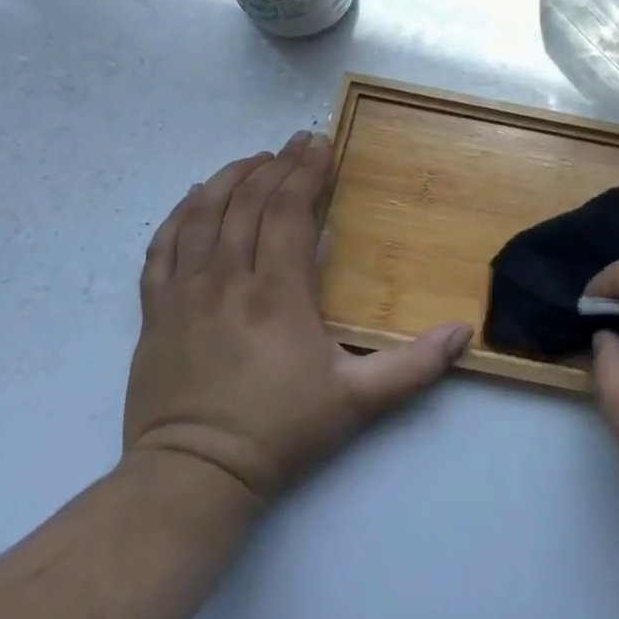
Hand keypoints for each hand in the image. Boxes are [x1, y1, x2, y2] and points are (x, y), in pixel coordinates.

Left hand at [124, 131, 471, 506]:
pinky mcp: (155, 312)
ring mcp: (184, 293)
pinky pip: (161, 247)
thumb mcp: (358, 401)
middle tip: (297, 142)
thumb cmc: (281, 431)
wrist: (194, 475)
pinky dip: (180, 214)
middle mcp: (227, 280)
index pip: (289, 212)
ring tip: (254, 160)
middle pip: (248, 204)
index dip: (306, 172)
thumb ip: (414, 365)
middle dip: (277, 166)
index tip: (320, 143)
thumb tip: (463, 333)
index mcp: (277, 293)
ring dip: (230, 179)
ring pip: (203, 216)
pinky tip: (195, 198)